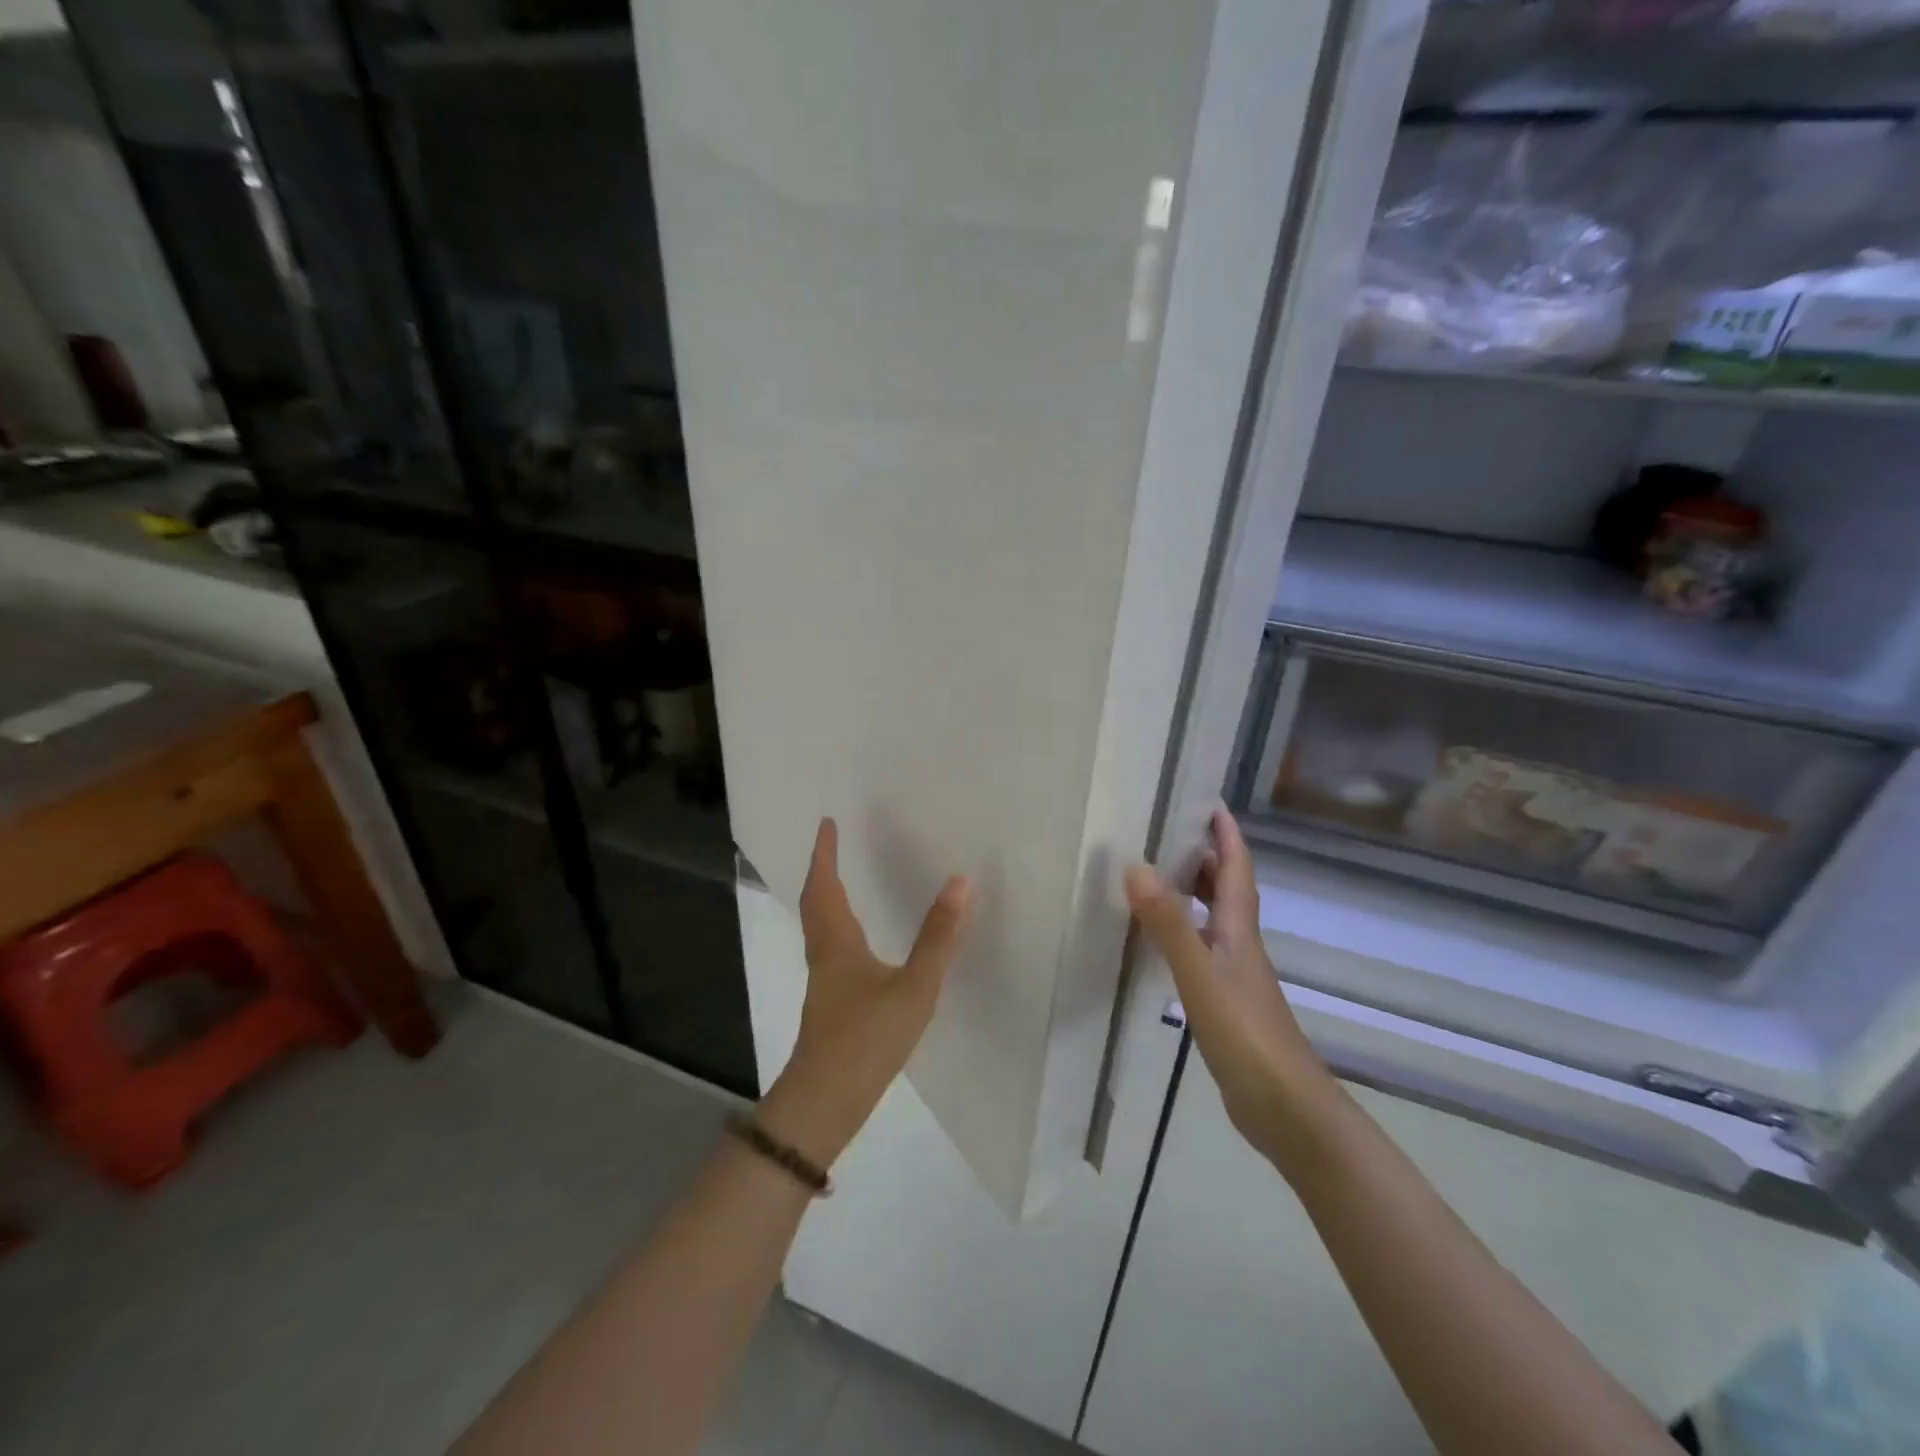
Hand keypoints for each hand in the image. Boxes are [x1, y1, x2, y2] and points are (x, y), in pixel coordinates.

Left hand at [757, 818, 970, 1170]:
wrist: (826, 1102)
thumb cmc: (867, 1038)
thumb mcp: (913, 987)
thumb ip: (938, 937)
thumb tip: (959, 882)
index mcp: (837, 943)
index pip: (825, 886)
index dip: (824, 854)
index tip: (826, 824)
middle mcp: (824, 955)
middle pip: (816, 903)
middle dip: (822, 870)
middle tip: (832, 844)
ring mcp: (823, 982)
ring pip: (818, 927)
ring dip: (826, 897)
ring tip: (841, 880)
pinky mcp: (829, 1003)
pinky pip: (828, 947)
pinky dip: (836, 926)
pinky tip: (855, 942)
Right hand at [1125, 808, 1335, 1170]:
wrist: (1284, 1107)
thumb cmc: (1246, 1033)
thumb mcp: (1200, 973)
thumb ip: (1169, 922)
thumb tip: (1136, 866)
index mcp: (1238, 928)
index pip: (1236, 866)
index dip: (1225, 833)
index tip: (1205, 801)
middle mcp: (1239, 943)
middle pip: (1225, 888)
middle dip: (1202, 856)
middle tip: (1163, 834)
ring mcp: (1233, 974)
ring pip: (1212, 918)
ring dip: (1190, 893)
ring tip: (1152, 878)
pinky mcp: (1223, 1001)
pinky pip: (1200, 949)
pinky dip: (1180, 932)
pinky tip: (1157, 942)